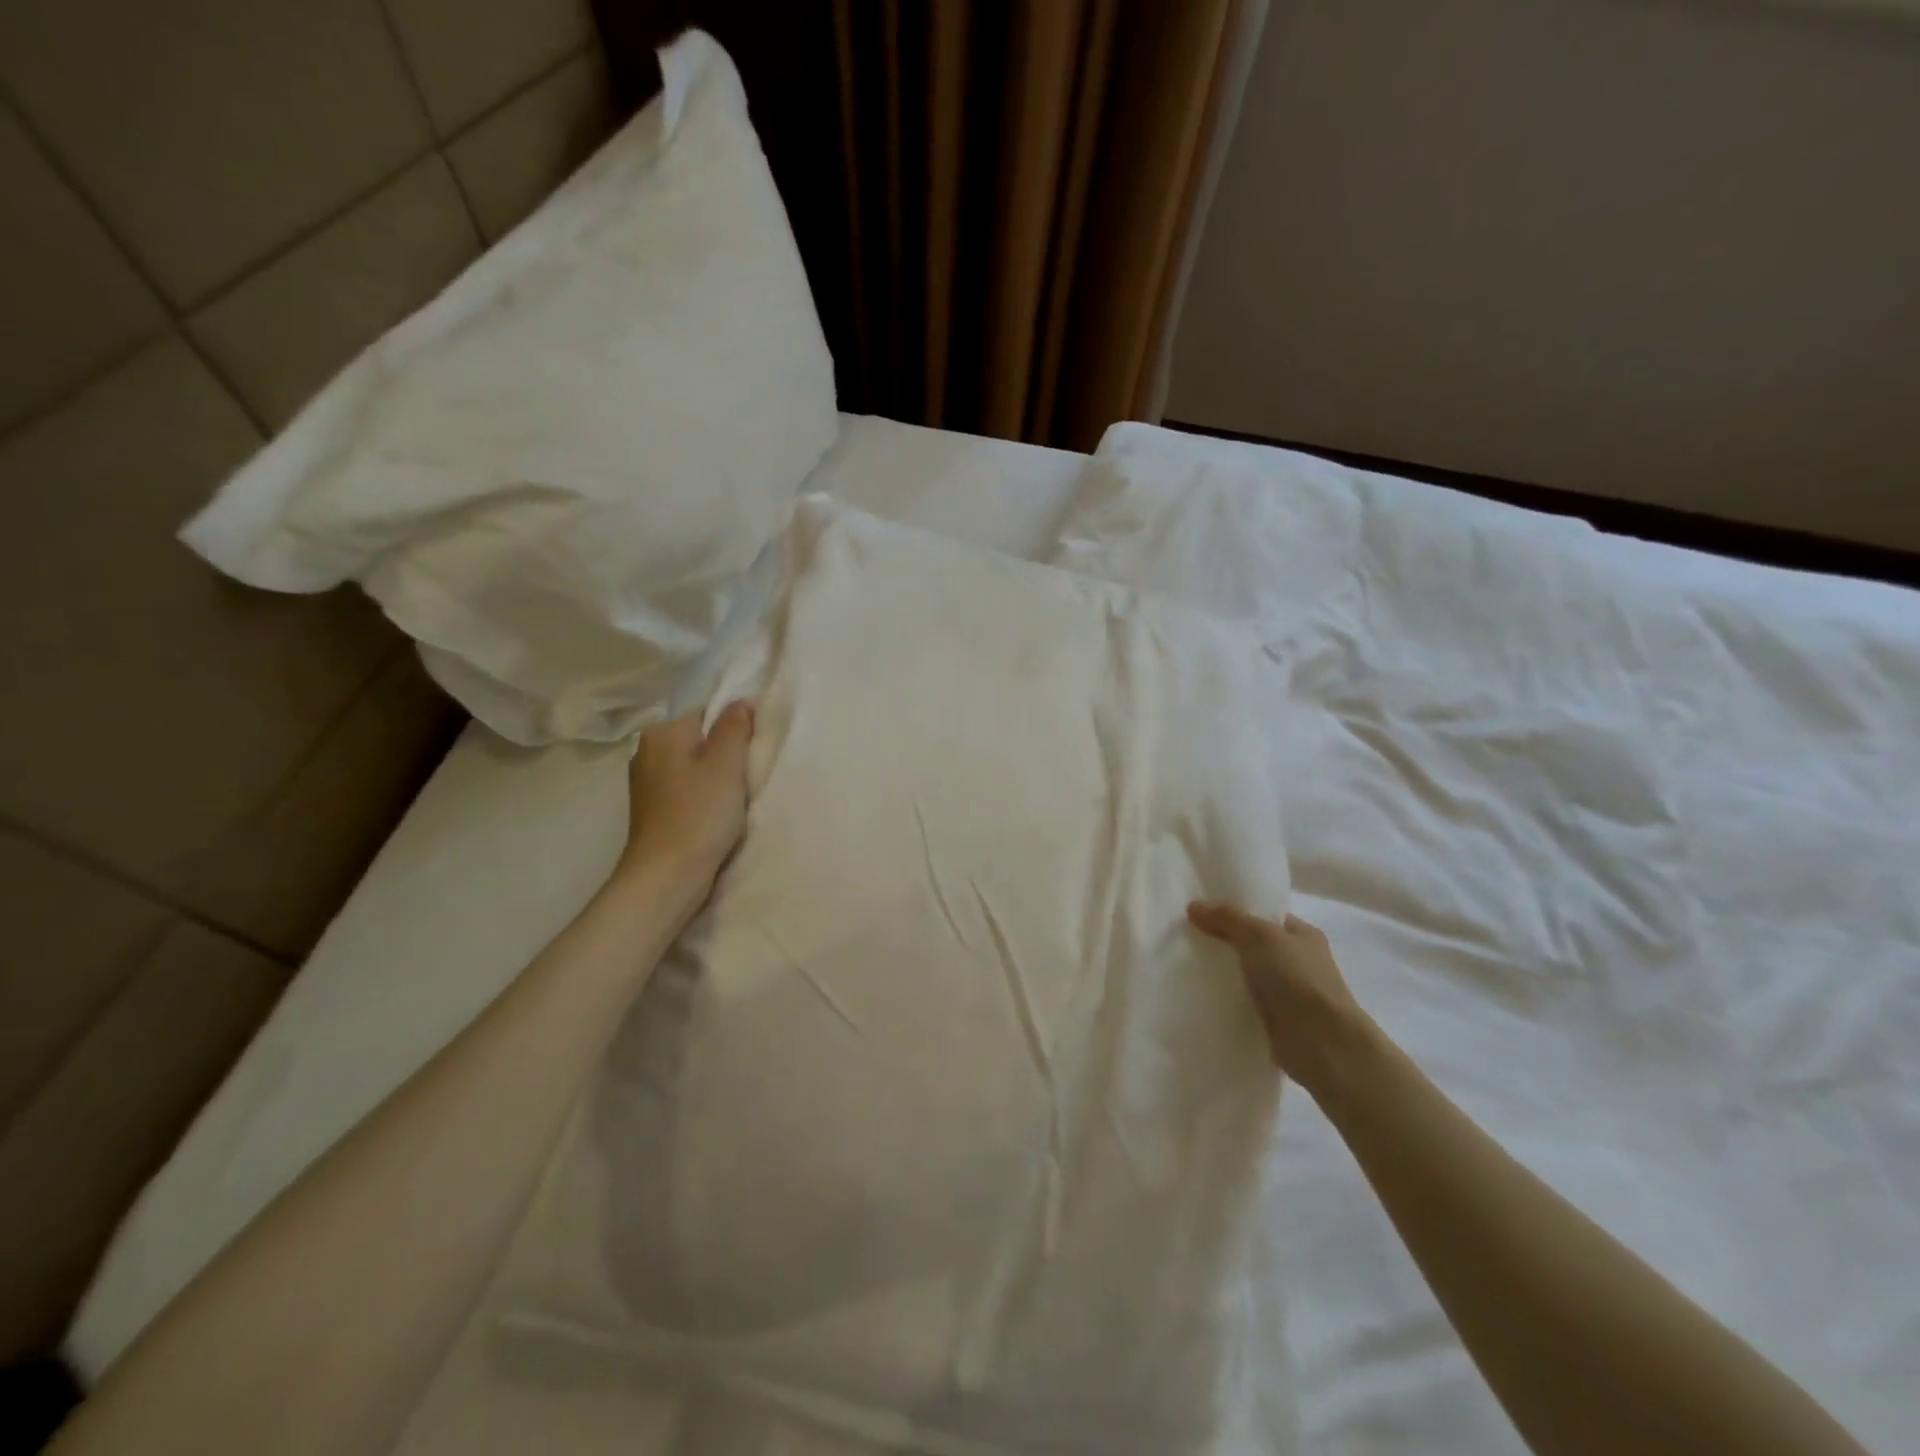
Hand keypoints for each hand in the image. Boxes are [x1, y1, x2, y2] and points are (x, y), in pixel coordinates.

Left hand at [618, 701, 754, 894]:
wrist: (667, 876)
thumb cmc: (699, 813)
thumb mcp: (726, 763)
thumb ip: (734, 727)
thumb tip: (740, 701)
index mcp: (661, 733)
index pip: (707, 714)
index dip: (735, 728)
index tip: (755, 749)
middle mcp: (647, 753)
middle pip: (700, 741)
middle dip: (726, 755)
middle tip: (751, 774)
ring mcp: (648, 785)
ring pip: (695, 768)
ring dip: (718, 780)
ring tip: (739, 797)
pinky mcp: (654, 812)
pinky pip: (688, 792)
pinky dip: (705, 799)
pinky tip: (721, 815)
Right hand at [1187, 900, 1370, 1091]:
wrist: (1323, 1045)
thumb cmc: (1297, 979)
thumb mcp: (1260, 936)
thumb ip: (1227, 918)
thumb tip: (1193, 906)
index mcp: (1303, 935)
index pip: (1265, 916)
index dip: (1235, 911)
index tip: (1200, 911)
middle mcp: (1298, 962)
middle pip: (1252, 944)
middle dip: (1223, 942)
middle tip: (1186, 936)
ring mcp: (1288, 994)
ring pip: (1246, 975)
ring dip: (1223, 973)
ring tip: (1184, 964)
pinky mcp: (1276, 1022)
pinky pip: (1244, 1003)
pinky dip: (1226, 1000)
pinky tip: (1199, 996)